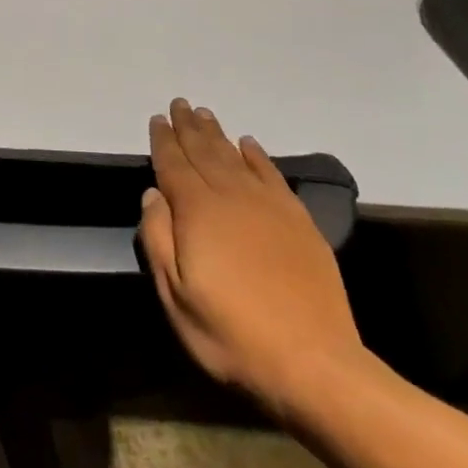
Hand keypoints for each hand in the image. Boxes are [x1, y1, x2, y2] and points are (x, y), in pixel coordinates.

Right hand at [138, 99, 364, 413]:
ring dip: (218, 134)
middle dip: (189, 127)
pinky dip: (258, 156)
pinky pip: (273, 175)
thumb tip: (152, 194)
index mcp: (197, 211)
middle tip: (180, 104)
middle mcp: (232, 197)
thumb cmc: (232, 334)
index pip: (174, 164)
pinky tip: (250, 145)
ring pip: (236, 157)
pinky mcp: (299, 222)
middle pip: (205, 152)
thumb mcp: (176, 296)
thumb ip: (157, 239)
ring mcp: (269, 207)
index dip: (163, 140)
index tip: (158, 119)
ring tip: (205, 114)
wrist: (315, 363)